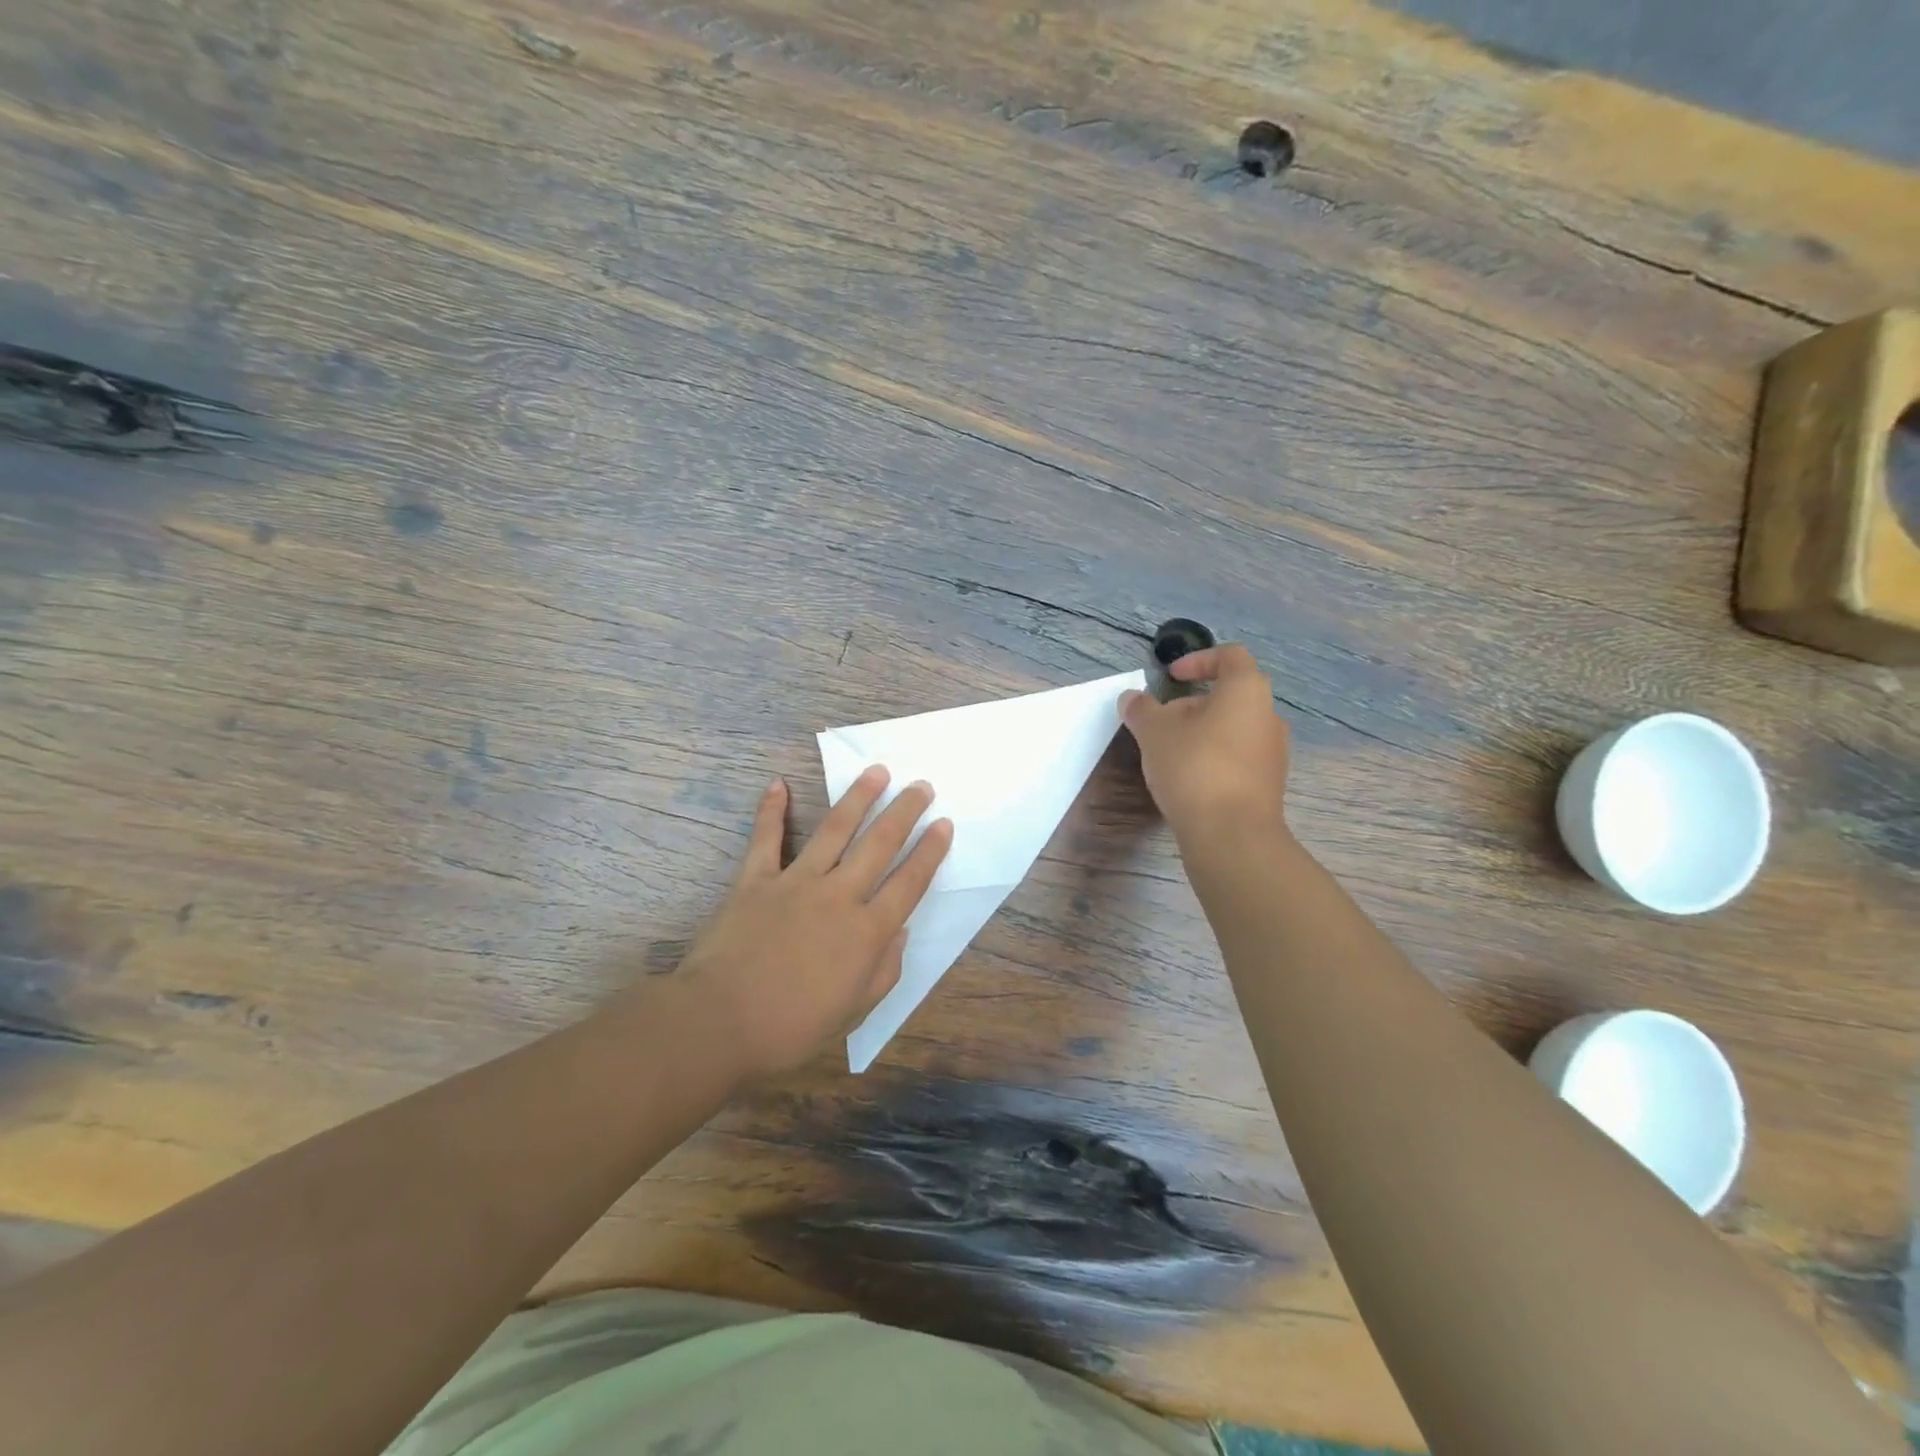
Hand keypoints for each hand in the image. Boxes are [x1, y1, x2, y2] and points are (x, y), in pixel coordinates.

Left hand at [673, 767, 951, 1078]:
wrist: (719, 1022)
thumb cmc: (791, 1028)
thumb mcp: (853, 1012)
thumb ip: (883, 970)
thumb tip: (899, 932)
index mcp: (867, 932)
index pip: (909, 883)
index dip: (930, 852)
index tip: (944, 824)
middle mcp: (838, 896)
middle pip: (879, 844)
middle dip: (904, 812)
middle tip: (921, 786)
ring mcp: (796, 882)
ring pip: (834, 830)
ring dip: (857, 797)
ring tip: (876, 771)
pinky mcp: (755, 880)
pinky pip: (766, 839)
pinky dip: (771, 811)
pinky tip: (778, 784)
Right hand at [1120, 643, 1289, 838]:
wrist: (1232, 834)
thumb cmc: (1194, 767)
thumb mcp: (1154, 732)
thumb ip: (1141, 709)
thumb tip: (1131, 698)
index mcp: (1247, 691)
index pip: (1230, 656)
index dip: (1198, 660)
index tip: (1171, 677)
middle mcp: (1268, 715)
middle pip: (1230, 695)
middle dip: (1192, 704)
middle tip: (1161, 722)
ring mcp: (1273, 751)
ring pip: (1233, 728)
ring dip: (1201, 732)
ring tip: (1169, 753)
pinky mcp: (1269, 783)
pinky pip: (1238, 756)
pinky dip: (1213, 757)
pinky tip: (1188, 779)